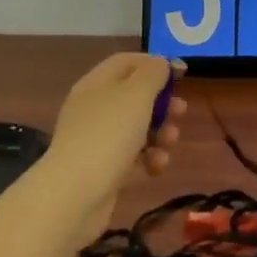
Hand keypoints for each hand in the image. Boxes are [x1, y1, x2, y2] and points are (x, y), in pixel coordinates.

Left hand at [46, 52, 184, 218]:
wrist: (74, 195)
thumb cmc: (109, 134)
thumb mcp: (136, 94)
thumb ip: (153, 73)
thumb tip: (161, 64)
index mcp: (98, 82)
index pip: (128, 61)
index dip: (156, 64)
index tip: (183, 75)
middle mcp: (95, 107)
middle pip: (136, 95)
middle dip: (163, 104)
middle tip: (180, 112)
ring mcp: (97, 139)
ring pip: (138, 126)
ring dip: (161, 132)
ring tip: (169, 143)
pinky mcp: (103, 168)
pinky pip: (133, 155)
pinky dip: (149, 158)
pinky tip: (156, 168)